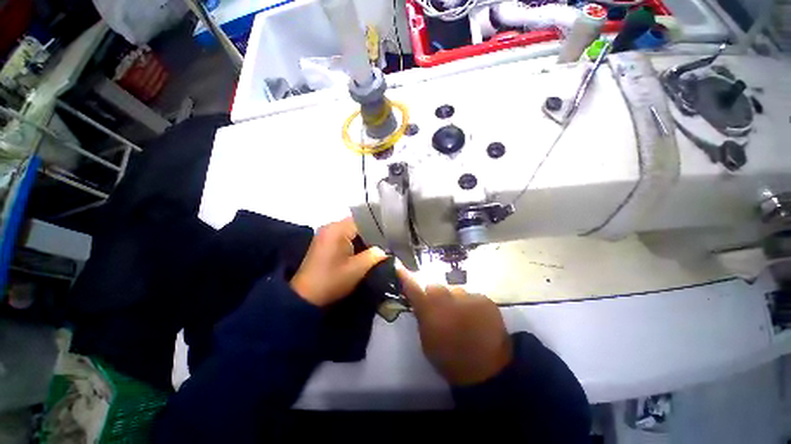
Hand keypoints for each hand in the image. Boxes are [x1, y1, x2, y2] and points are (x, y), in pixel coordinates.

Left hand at [291, 217, 387, 306]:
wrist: (305, 297)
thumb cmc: (332, 280)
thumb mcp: (357, 269)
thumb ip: (375, 256)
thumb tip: (385, 250)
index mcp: (338, 229)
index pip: (364, 220)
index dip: (378, 229)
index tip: (389, 239)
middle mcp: (330, 226)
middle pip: (357, 225)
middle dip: (371, 235)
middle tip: (385, 245)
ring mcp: (326, 234)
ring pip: (351, 231)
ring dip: (362, 240)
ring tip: (376, 249)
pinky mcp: (324, 242)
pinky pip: (344, 237)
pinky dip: (354, 243)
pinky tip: (362, 253)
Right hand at [399, 270, 512, 385]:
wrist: (488, 371)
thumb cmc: (450, 360)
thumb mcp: (428, 342)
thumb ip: (422, 317)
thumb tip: (418, 300)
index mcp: (431, 313)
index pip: (414, 289)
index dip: (405, 277)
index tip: (399, 266)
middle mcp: (448, 300)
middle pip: (435, 286)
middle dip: (435, 294)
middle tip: (441, 308)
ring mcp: (468, 298)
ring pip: (454, 290)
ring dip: (454, 299)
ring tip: (462, 316)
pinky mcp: (485, 299)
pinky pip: (471, 296)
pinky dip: (470, 304)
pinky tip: (475, 318)